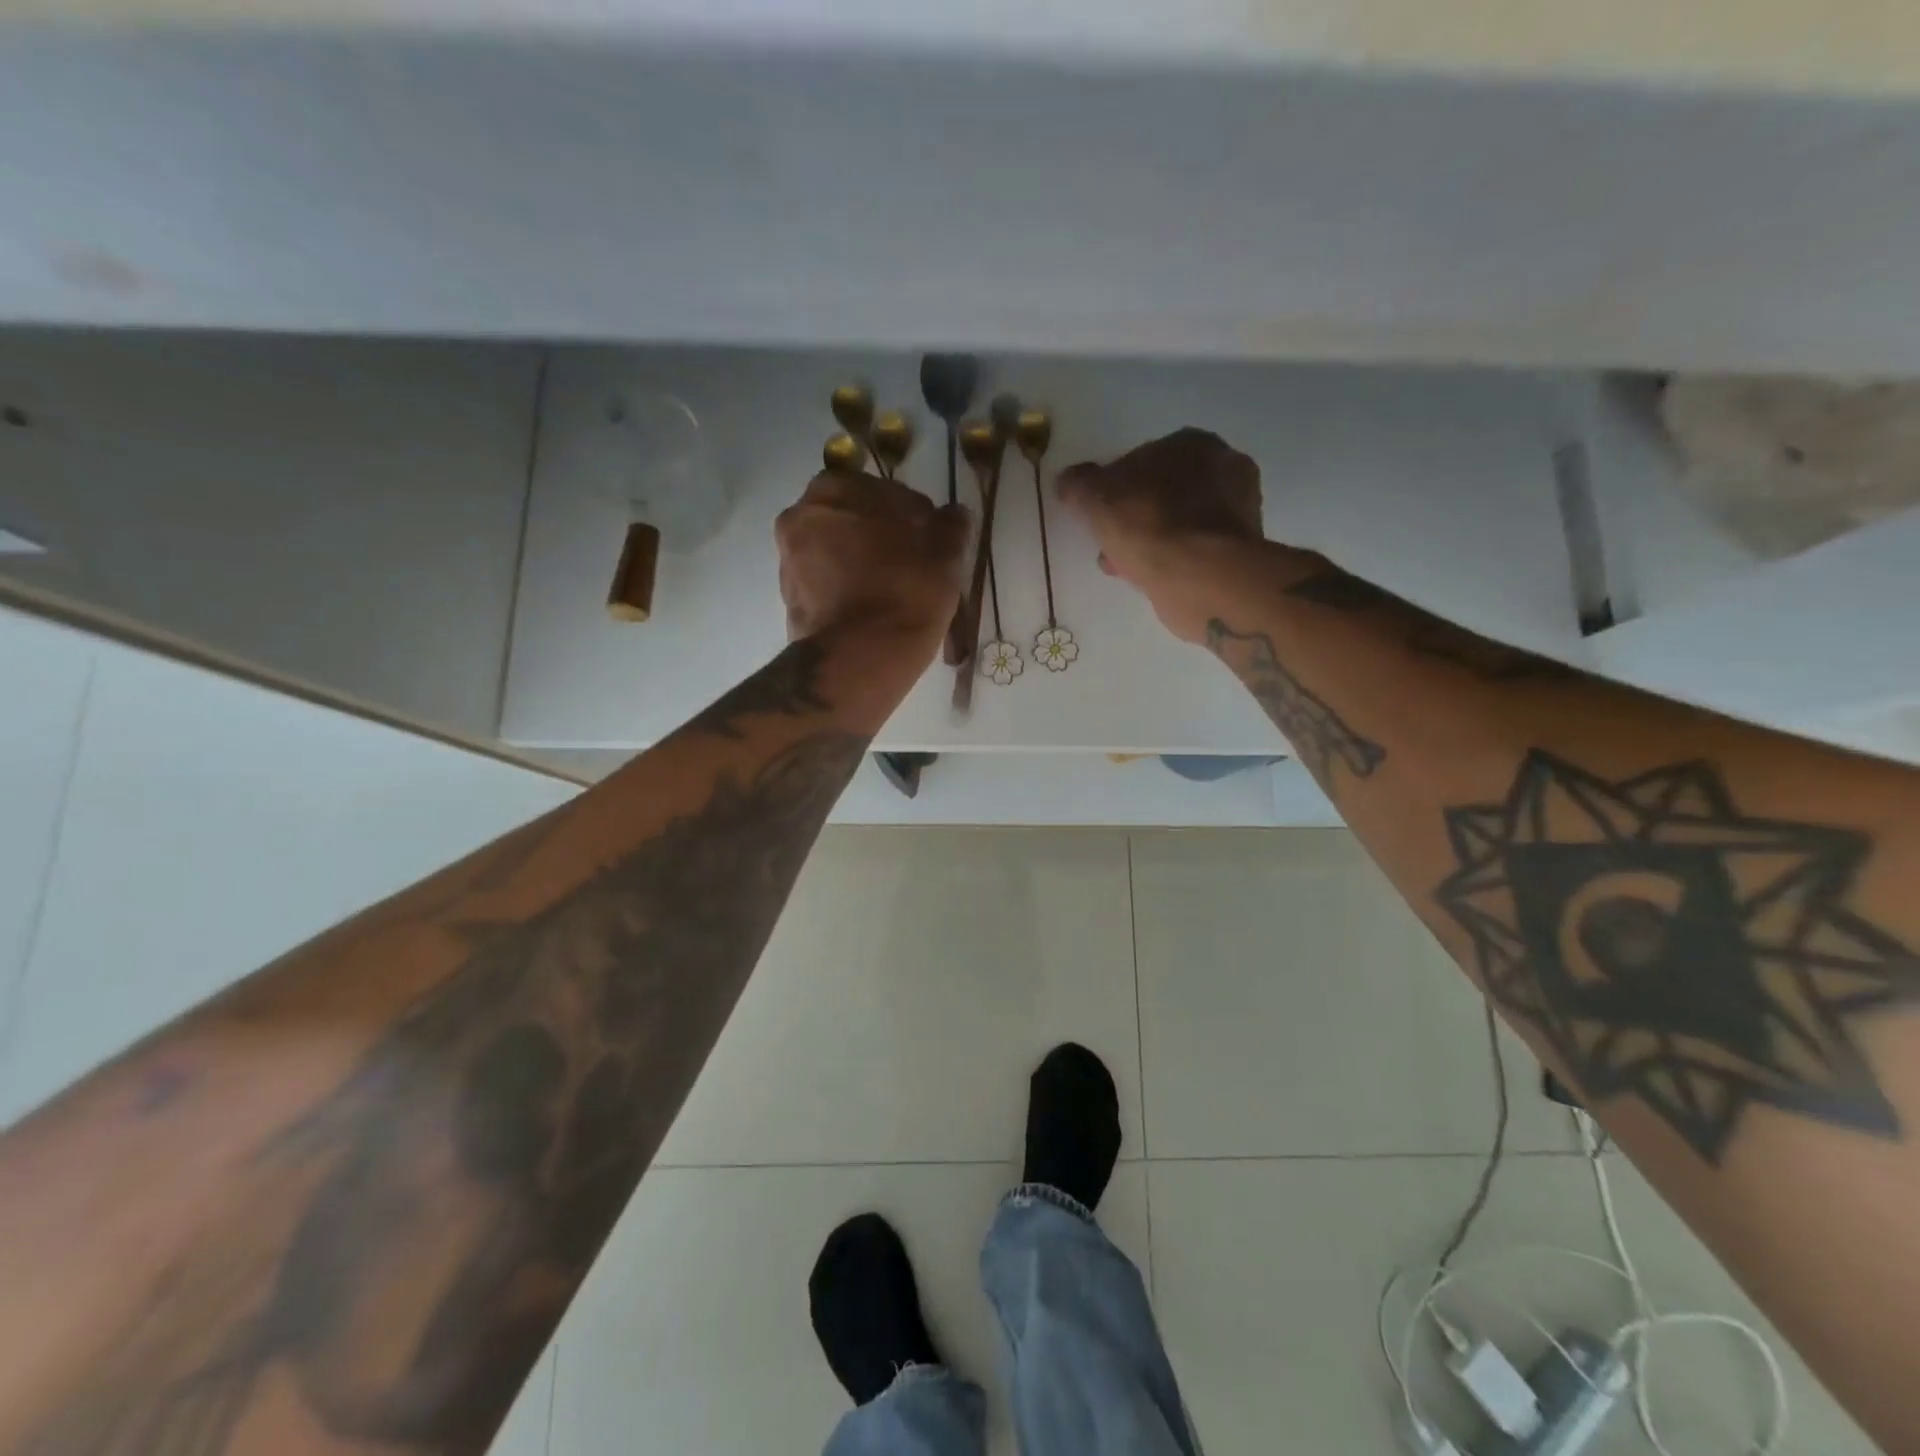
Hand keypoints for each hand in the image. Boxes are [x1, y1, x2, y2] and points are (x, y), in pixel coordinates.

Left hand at [776, 471, 969, 648]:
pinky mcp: (789, 601)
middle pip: (853, 520)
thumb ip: (950, 526)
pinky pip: (827, 584)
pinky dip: (848, 589)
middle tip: (914, 562)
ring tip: (896, 589)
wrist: (858, 660)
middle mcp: (800, 518)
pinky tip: (875, 609)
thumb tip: (954, 513)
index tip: (932, 538)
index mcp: (833, 492)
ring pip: (837, 552)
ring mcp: (788, 562)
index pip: (883, 490)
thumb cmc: (904, 594)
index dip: (913, 513)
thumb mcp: (943, 556)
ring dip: (863, 562)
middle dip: (882, 535)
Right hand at [1056, 428, 1267, 643]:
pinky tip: (1150, 578)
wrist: (1199, 576)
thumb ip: (1078, 485)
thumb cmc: (1148, 524)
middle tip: (1112, 543)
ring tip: (1125, 566)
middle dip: (1135, 517)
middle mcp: (1225, 467)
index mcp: (1193, 442)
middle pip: (1164, 492)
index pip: (1144, 458)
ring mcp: (1239, 510)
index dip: (1115, 487)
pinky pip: (1193, 550)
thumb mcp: (1095, 498)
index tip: (1100, 514)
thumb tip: (1069, 480)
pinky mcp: (1240, 549)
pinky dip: (1172, 560)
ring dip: (1151, 541)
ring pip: (1178, 523)